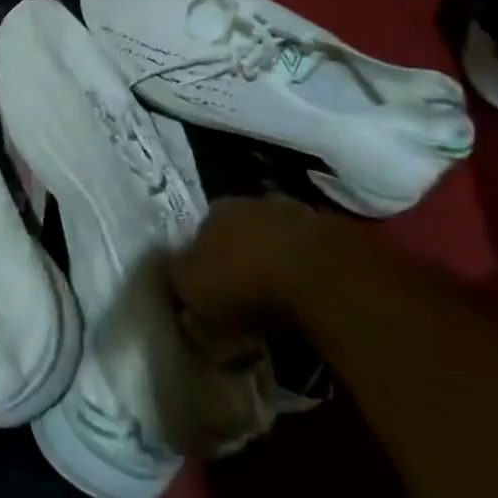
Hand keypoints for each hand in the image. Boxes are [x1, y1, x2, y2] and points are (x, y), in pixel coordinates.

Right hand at [165, 196, 340, 331]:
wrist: (324, 279)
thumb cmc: (246, 281)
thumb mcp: (193, 287)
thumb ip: (173, 275)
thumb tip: (162, 265)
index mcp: (215, 210)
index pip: (199, 230)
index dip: (200, 258)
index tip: (206, 287)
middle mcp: (253, 202)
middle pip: (240, 230)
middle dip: (239, 256)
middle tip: (242, 292)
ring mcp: (297, 214)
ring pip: (277, 238)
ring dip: (275, 260)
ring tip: (279, 296)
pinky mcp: (335, 234)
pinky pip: (311, 254)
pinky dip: (307, 271)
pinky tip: (309, 295)